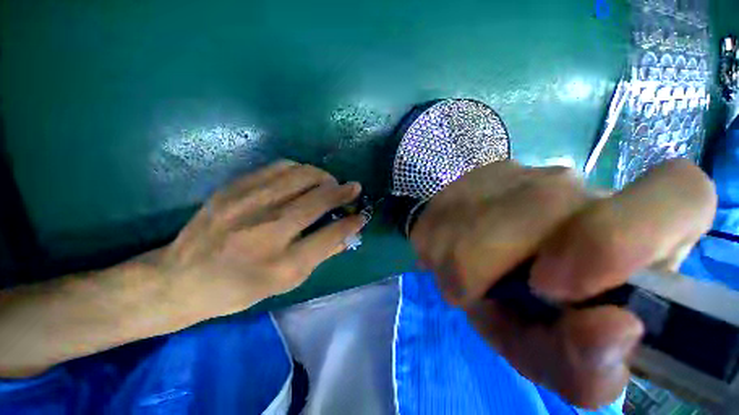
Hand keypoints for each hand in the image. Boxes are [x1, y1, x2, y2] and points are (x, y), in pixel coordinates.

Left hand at [156, 160, 363, 320]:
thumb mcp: (285, 283)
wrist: (180, 278)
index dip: (352, 223)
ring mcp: (247, 205)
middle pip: (318, 199)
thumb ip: (321, 255)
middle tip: (353, 188)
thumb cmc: (238, 289)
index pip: (331, 235)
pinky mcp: (233, 188)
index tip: (362, 214)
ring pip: (301, 176)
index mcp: (281, 264)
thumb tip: (348, 235)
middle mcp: (267, 231)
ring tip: (329, 183)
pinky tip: (304, 178)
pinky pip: (278, 167)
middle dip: (344, 191)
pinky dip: (300, 170)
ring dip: (324, 177)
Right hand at [411, 159, 716, 408]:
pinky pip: (440, 223)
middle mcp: (579, 187)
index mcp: (639, 230)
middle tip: (484, 291)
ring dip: (460, 268)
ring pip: (476, 222)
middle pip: (545, 208)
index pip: (680, 192)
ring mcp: (514, 174)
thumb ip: (589, 367)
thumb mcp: (553, 355)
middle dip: (495, 268)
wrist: (466, 258)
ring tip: (465, 276)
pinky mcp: (464, 181)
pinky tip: (449, 251)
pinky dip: (438, 251)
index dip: (626, 235)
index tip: (560, 284)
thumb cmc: (521, 313)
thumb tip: (613, 330)